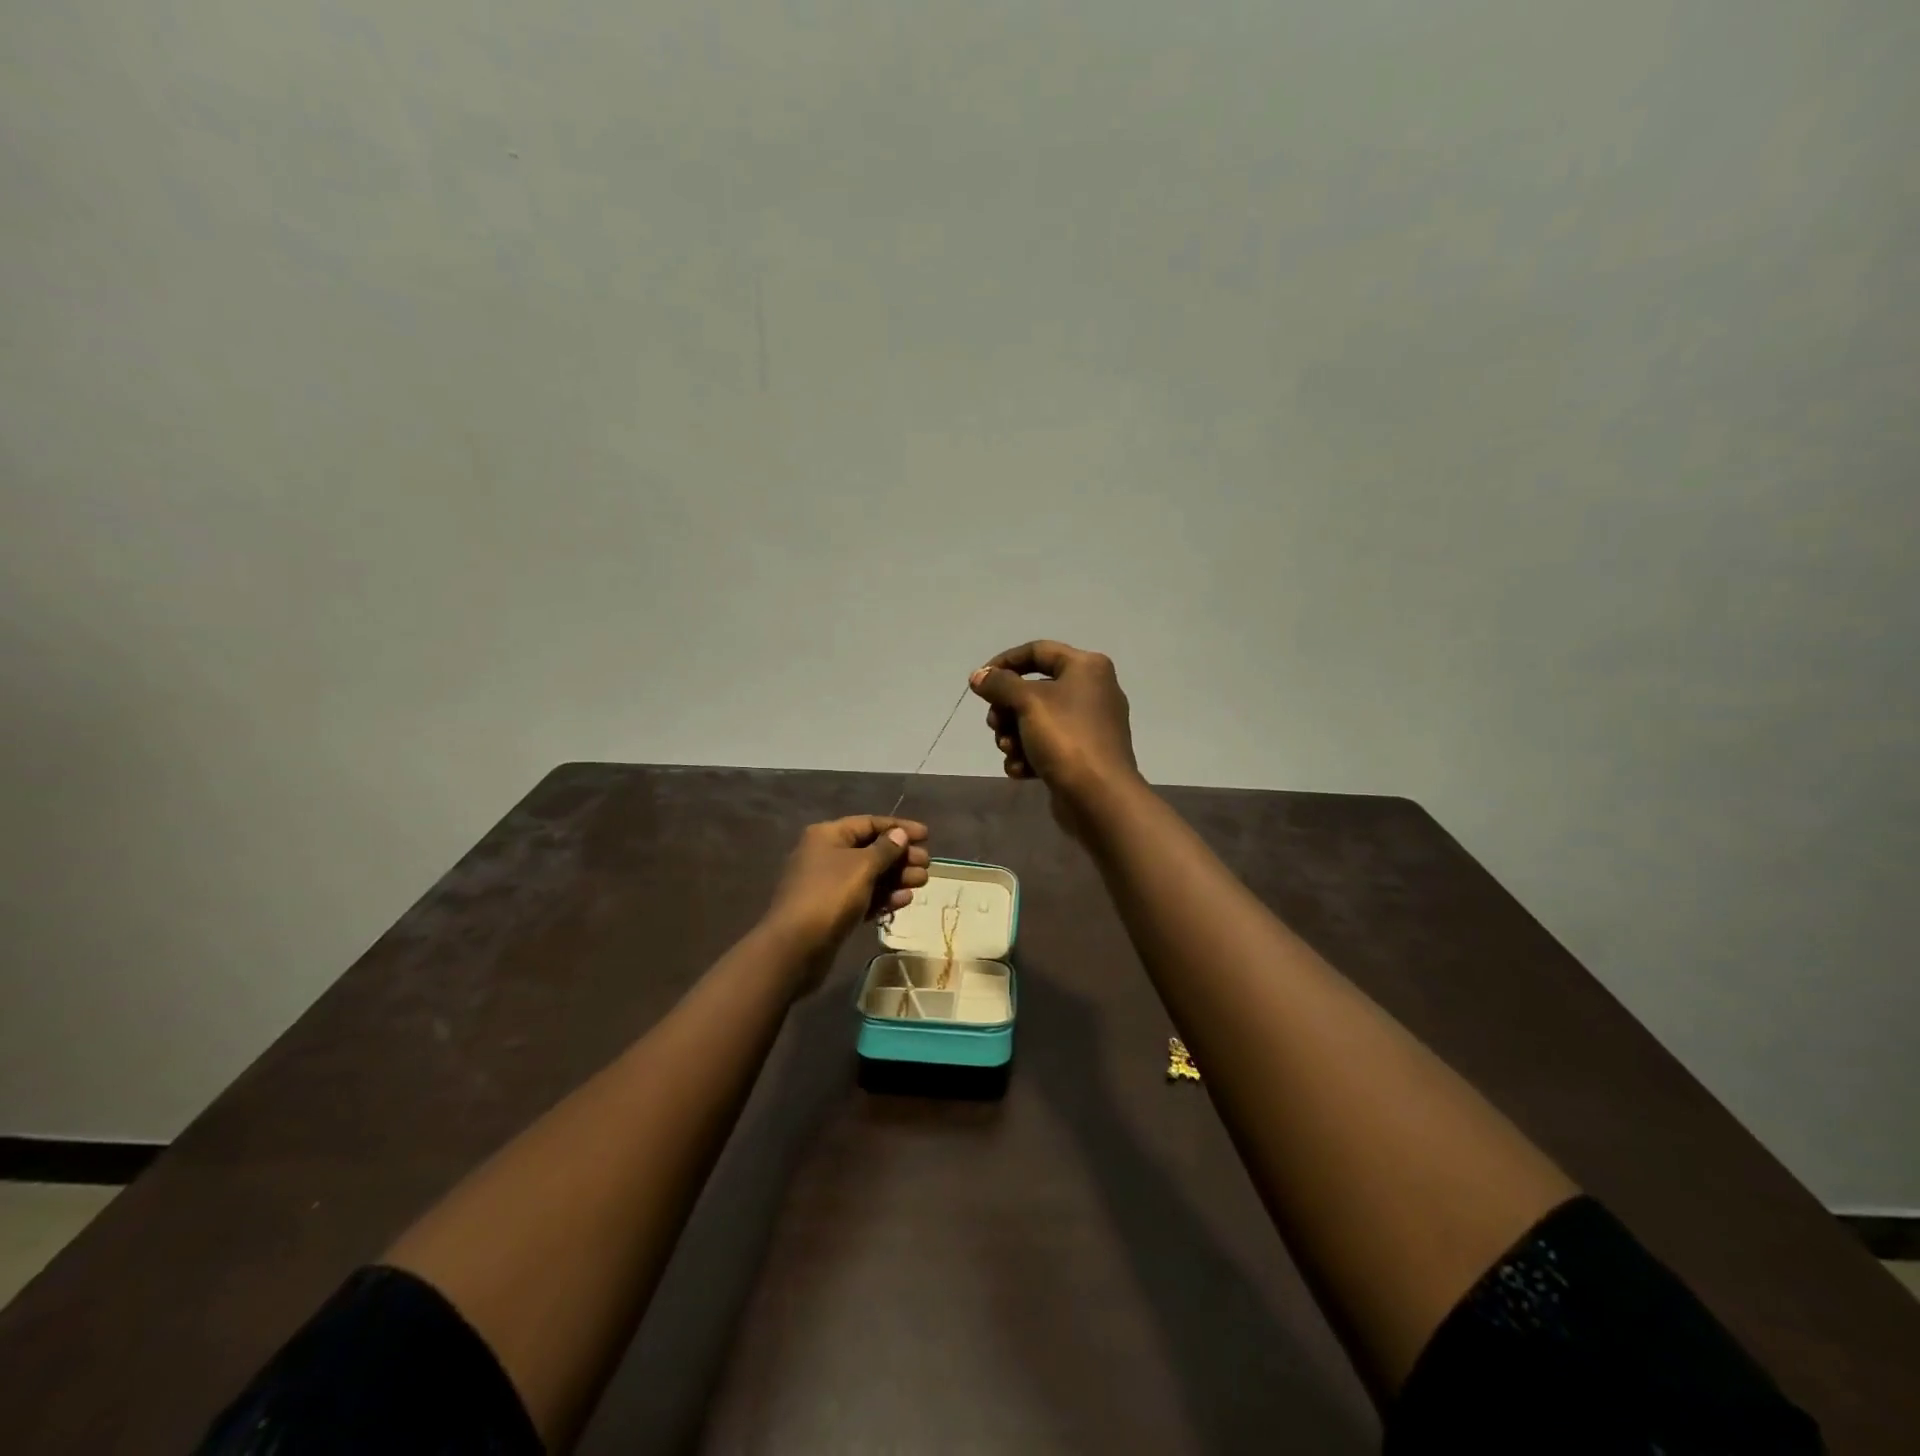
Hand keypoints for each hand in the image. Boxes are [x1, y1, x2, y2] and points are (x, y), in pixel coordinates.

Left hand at [763, 815, 930, 975]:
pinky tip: (904, 901)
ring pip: (869, 875)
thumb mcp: (862, 867)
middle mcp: (826, 855)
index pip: (869, 823)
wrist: (795, 948)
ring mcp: (828, 884)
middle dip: (901, 856)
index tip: (927, 835)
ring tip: (921, 882)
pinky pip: (863, 897)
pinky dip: (883, 897)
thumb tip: (899, 834)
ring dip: (896, 877)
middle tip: (926, 864)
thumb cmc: (829, 896)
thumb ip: (885, 849)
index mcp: (828, 835)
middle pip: (871, 849)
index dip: (899, 827)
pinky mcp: (832, 911)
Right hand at [970, 640, 1141, 833]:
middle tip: (995, 724)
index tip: (980, 682)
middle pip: (1033, 689)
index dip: (1004, 662)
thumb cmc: (1066, 738)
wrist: (1099, 797)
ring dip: (1013, 736)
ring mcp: (1088, 725)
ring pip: (1036, 720)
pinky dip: (1029, 755)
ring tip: (1010, 751)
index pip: (1037, 651)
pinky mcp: (1082, 755)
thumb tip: (979, 676)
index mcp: (1086, 667)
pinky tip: (1021, 771)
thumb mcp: (1027, 702)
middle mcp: (1091, 690)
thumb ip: (999, 684)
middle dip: (1007, 709)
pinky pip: (1047, 746)